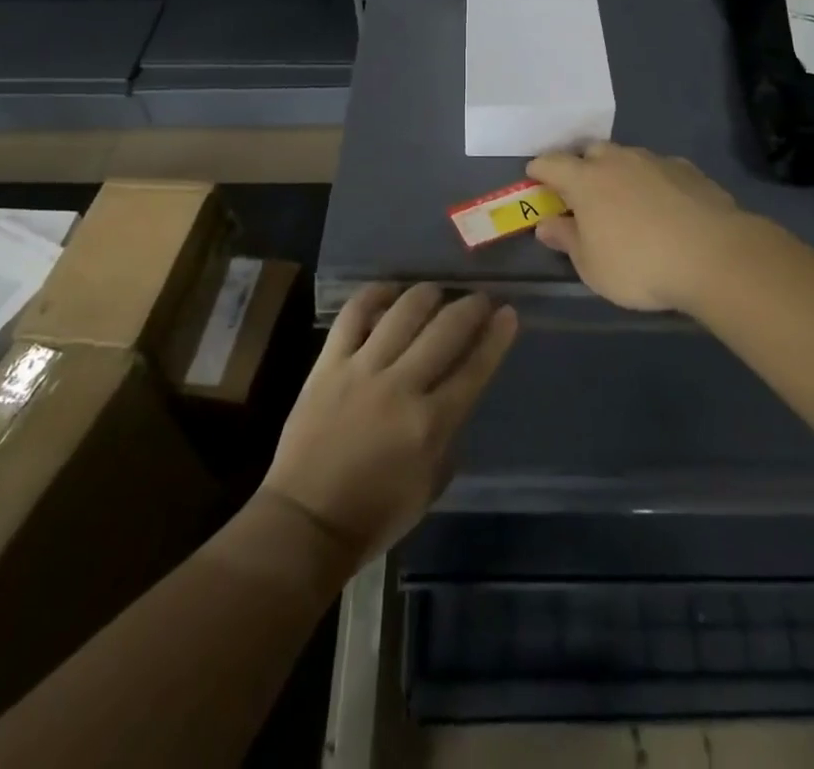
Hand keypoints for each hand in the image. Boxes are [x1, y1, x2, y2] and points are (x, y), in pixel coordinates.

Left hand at [262, 283, 517, 563]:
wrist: (305, 522)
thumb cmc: (376, 513)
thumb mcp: (431, 483)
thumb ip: (448, 433)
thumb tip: (454, 393)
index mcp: (430, 424)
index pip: (475, 368)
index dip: (496, 336)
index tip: (509, 312)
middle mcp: (401, 387)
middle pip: (445, 330)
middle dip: (470, 307)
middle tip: (479, 298)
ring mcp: (362, 370)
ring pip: (403, 312)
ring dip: (427, 295)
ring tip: (436, 292)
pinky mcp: (328, 363)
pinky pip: (353, 314)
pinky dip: (374, 295)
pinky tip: (389, 291)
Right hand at [526, 142, 762, 311]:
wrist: (713, 255)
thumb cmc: (639, 265)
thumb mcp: (591, 266)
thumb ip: (567, 240)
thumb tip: (546, 224)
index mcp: (586, 180)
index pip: (552, 163)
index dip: (539, 169)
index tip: (534, 177)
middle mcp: (618, 160)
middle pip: (591, 151)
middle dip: (582, 166)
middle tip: (582, 192)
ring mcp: (656, 161)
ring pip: (628, 158)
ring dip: (620, 172)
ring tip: (625, 200)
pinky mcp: (688, 171)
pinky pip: (660, 170)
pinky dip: (653, 182)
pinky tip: (663, 206)